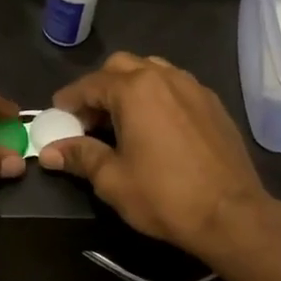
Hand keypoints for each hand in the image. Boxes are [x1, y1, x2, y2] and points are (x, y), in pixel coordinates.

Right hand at [37, 52, 267, 258]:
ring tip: (121, 120)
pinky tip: (155, 127)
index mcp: (135, 90)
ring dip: (130, 87)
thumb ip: (80, 156)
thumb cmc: (164, 196)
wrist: (231, 214)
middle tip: (89, 120)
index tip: (56, 116)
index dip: (69, 100)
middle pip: (121, 67)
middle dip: (99, 88)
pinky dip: (157, 97)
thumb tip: (49, 151)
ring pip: (152, 71)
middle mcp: (165, 78)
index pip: (90, 84)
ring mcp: (194, 88)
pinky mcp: (213, 105)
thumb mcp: (112, 179)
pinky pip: (176, 87)